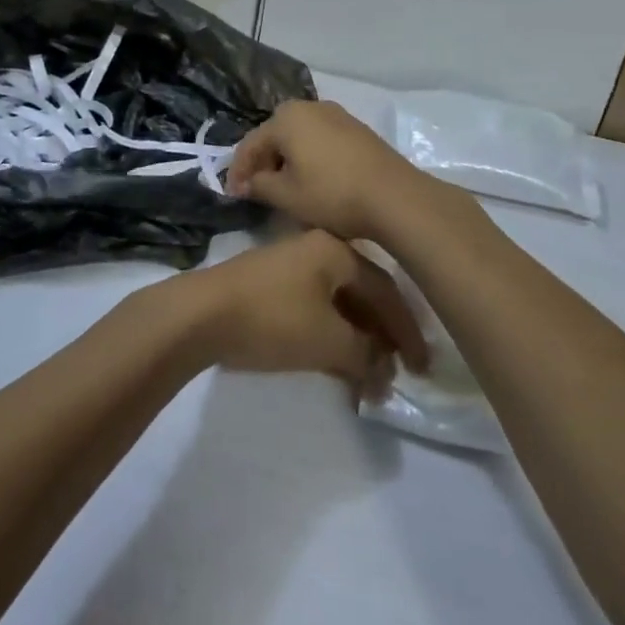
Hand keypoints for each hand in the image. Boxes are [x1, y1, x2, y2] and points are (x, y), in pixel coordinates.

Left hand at [165, 231, 428, 400]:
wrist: (201, 313)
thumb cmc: (273, 318)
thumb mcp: (327, 340)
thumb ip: (364, 355)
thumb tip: (383, 372)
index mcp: (335, 250)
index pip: (386, 290)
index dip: (407, 330)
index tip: (423, 366)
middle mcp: (316, 249)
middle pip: (362, 293)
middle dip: (382, 335)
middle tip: (399, 371)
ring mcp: (291, 266)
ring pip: (338, 303)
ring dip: (357, 339)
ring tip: (370, 375)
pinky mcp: (271, 285)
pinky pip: (315, 308)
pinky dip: (331, 334)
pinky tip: (337, 363)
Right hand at [226, 100, 435, 241]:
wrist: (393, 196)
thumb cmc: (332, 194)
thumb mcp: (287, 196)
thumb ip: (259, 185)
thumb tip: (246, 183)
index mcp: (286, 118)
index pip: (250, 144)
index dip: (238, 171)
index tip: (233, 195)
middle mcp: (310, 107)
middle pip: (275, 134)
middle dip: (263, 161)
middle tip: (257, 189)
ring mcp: (336, 114)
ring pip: (299, 135)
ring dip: (287, 158)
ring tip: (284, 186)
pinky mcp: (356, 128)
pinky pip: (320, 139)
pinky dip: (309, 156)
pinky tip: (312, 178)